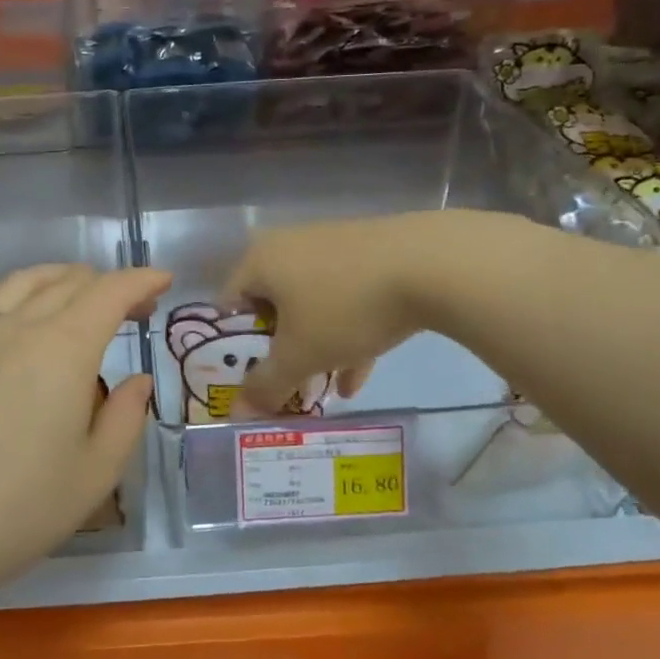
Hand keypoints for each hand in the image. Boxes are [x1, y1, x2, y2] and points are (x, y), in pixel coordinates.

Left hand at [0, 264, 168, 607]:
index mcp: (65, 349)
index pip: (111, 292)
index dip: (142, 280)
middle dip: (108, 285)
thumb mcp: (96, 472)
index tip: (164, 281)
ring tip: (74, 291)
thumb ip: (126, 417)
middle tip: (131, 308)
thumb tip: (137, 381)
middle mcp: (18, 327)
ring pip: (19, 284)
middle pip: (68, 283)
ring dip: (55, 278)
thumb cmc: (21, 509)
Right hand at [224, 214, 445, 414]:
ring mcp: (332, 245)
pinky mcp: (370, 252)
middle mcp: (289, 245)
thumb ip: (266, 385)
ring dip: (316, 348)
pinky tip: (360, 375)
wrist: (431, 264)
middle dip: (281, 352)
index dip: (235, 348)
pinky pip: (345, 297)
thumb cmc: (345, 307)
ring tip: (324, 390)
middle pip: (273, 307)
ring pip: (312, 305)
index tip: (251, 378)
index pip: (228, 305)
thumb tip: (237, 413)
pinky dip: (347, 332)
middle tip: (289, 385)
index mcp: (260, 260)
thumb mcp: (300, 355)